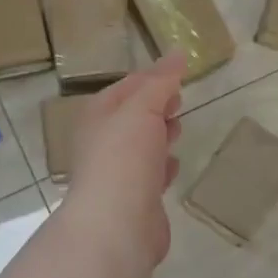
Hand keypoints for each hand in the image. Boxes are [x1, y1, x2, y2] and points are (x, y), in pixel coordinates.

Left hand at [62, 53, 184, 268]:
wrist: (116, 224)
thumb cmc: (124, 157)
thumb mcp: (141, 108)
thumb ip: (160, 81)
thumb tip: (178, 53)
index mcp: (98, 116)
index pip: (127, 86)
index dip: (152, 77)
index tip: (180, 71)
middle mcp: (103, 142)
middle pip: (132, 116)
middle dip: (156, 106)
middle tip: (180, 100)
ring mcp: (117, 173)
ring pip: (141, 146)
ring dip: (159, 135)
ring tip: (178, 129)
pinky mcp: (135, 199)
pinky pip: (150, 175)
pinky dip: (163, 167)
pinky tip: (174, 166)